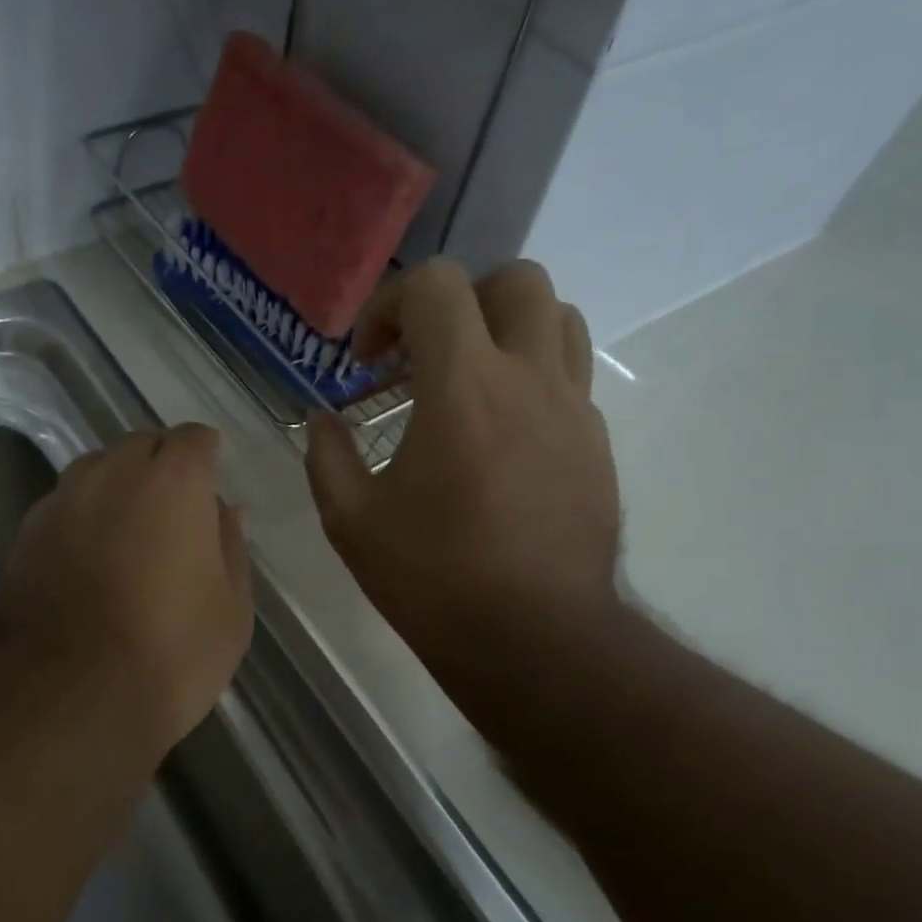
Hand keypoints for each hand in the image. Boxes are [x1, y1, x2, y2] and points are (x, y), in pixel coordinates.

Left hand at [0, 424, 253, 761]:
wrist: (67, 700)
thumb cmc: (171, 653)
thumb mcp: (230, 607)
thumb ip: (230, 546)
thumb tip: (226, 510)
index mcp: (173, 482)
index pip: (193, 438)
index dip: (205, 454)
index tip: (211, 477)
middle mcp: (112, 475)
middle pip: (141, 445)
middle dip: (161, 463)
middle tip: (175, 507)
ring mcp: (61, 502)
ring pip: (96, 470)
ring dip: (118, 485)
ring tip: (130, 529)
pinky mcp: (24, 535)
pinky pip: (64, 505)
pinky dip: (83, 516)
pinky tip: (89, 557)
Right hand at [305, 258, 621, 665]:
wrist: (534, 640)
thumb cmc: (434, 579)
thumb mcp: (350, 521)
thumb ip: (327, 455)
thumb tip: (324, 420)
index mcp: (464, 386)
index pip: (437, 286)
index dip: (389, 306)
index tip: (367, 361)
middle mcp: (529, 379)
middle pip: (516, 281)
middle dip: (460, 302)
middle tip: (424, 355)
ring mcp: (574, 410)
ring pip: (558, 320)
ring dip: (506, 331)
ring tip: (468, 381)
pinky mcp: (597, 445)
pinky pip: (570, 378)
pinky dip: (530, 380)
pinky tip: (498, 436)